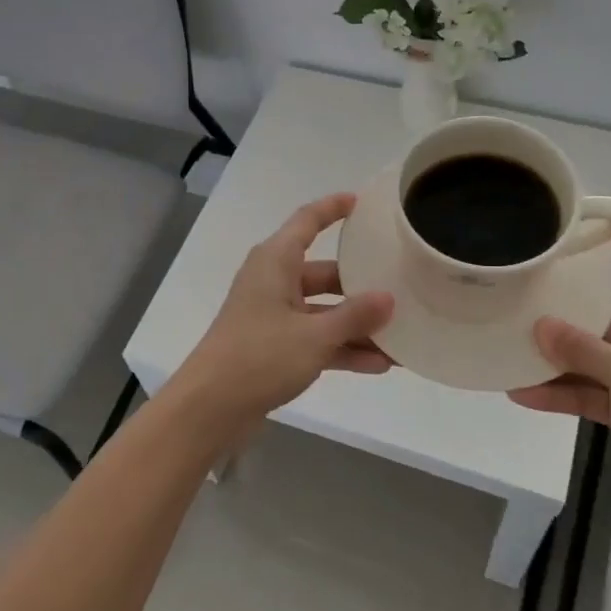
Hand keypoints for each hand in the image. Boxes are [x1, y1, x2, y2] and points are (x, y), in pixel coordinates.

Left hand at [168, 193, 394, 428]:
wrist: (210, 408)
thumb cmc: (259, 356)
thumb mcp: (315, 335)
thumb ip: (355, 316)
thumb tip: (388, 298)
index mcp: (275, 261)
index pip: (307, 221)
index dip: (333, 208)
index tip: (362, 201)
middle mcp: (273, 281)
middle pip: (324, 272)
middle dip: (361, 285)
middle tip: (400, 286)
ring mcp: (273, 315)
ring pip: (323, 310)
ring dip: (357, 324)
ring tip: (400, 336)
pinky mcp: (274, 346)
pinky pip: (316, 338)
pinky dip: (342, 348)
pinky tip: (378, 365)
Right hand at [508, 220, 610, 519]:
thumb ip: (587, 351)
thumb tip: (539, 326)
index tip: (588, 220)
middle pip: (604, 312)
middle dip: (564, 308)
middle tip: (520, 293)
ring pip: (590, 358)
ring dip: (554, 358)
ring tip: (508, 347)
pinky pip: (588, 394)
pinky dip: (559, 394)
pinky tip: (522, 393)